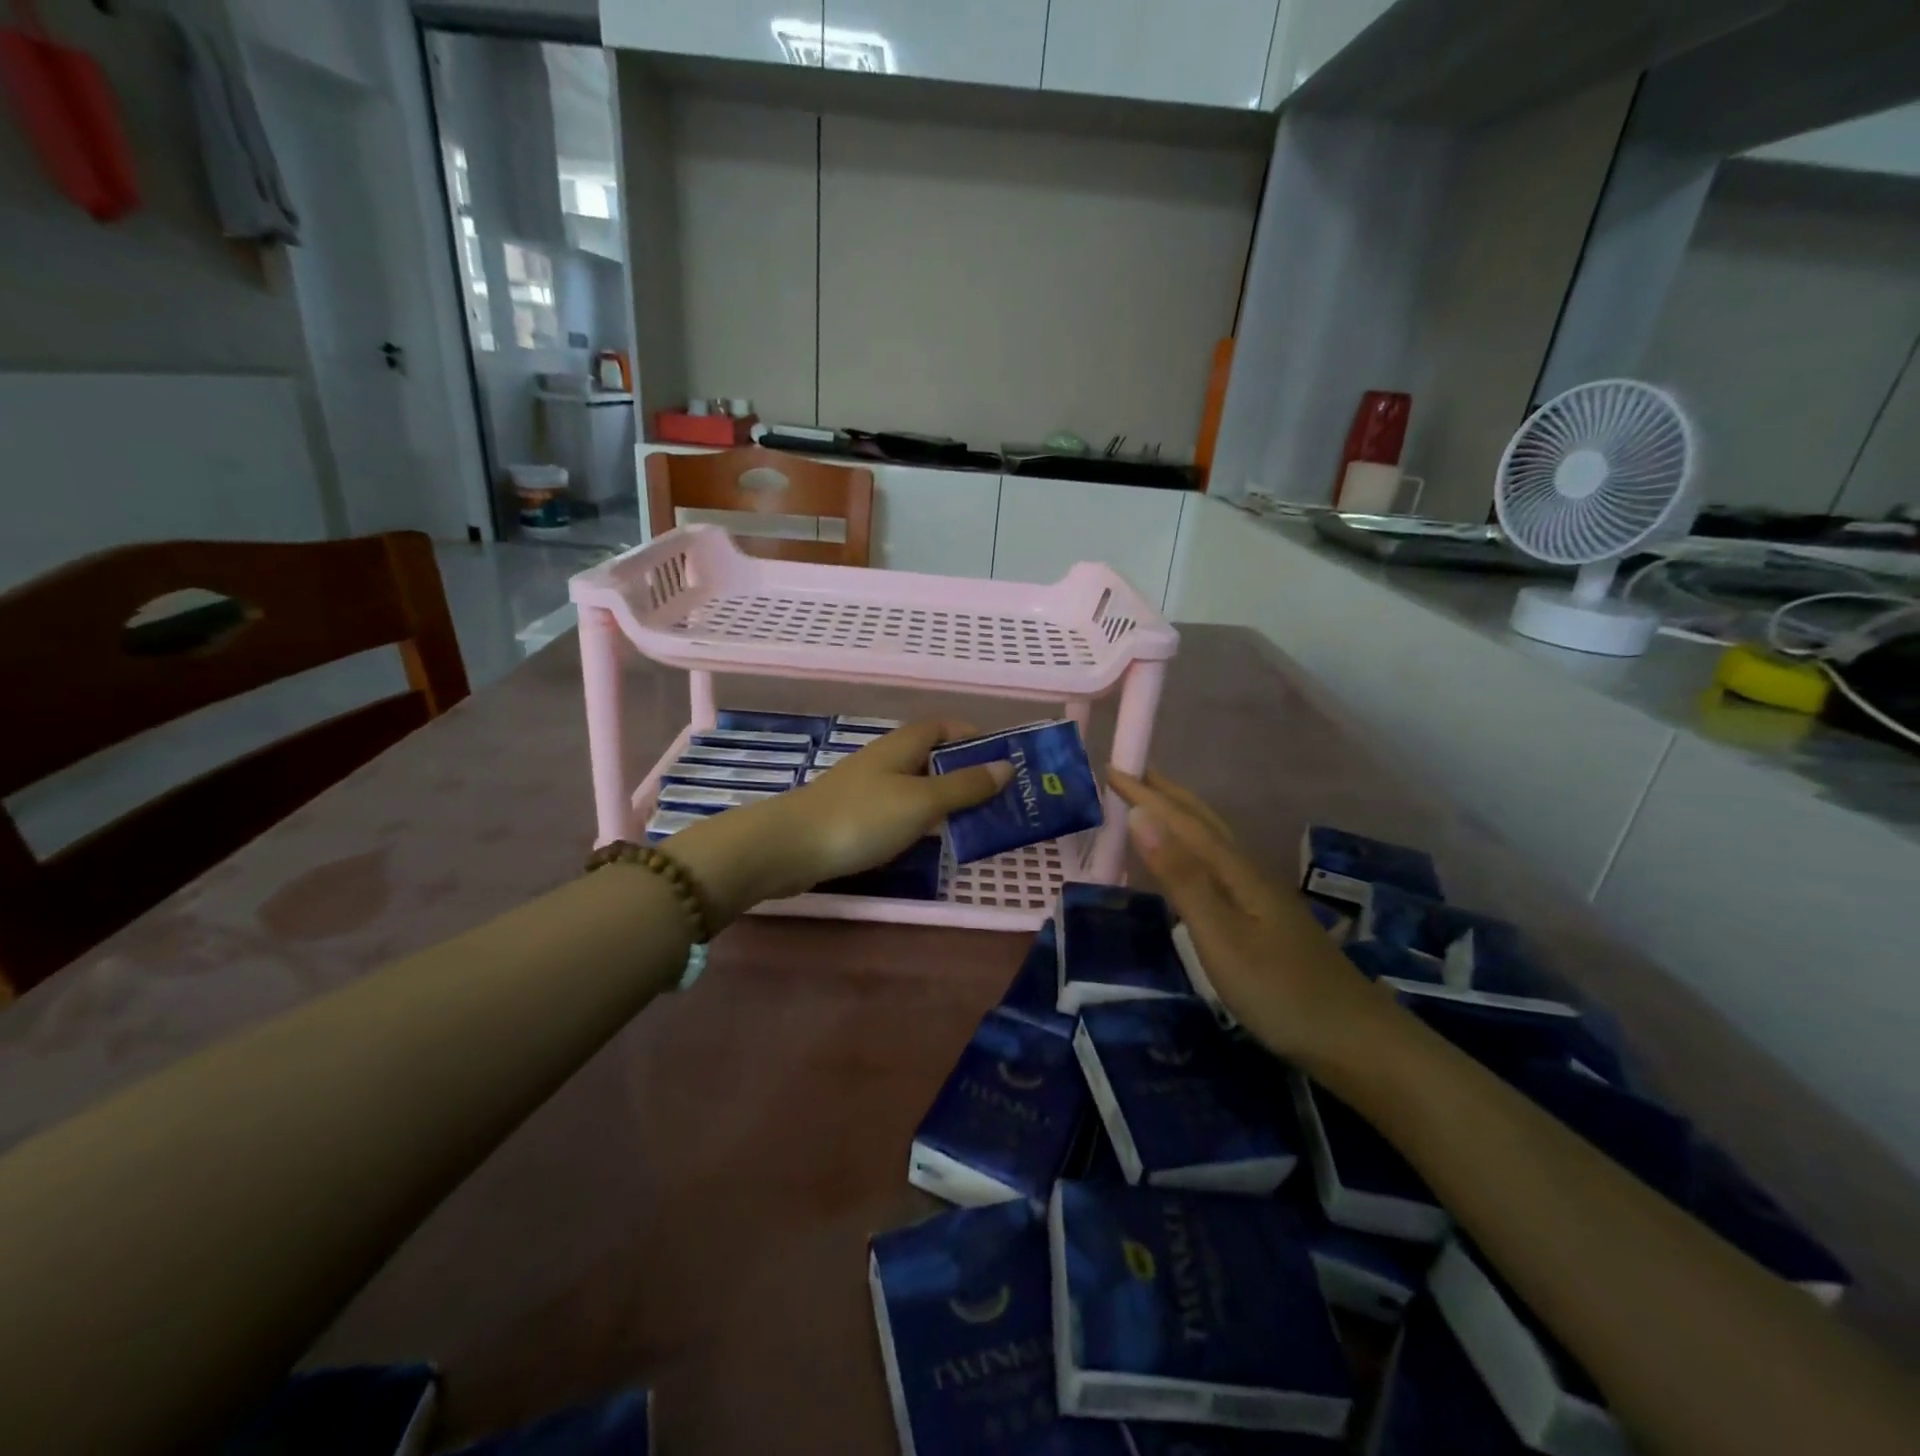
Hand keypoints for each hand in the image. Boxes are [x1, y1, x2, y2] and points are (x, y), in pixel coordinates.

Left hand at [666, 723, 1009, 925]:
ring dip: (945, 798)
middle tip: (1000, 797)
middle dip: (965, 771)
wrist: (789, 848)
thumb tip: (1005, 766)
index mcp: (902, 745)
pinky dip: (921, 818)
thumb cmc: (862, 818)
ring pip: (916, 785)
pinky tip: (931, 839)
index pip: (943, 727)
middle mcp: (885, 760)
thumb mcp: (921, 801)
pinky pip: (899, 809)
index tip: (1002, 759)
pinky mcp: (855, 816)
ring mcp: (867, 789)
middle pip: (932, 756)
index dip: (972, 736)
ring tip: (977, 821)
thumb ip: (964, 786)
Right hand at [1109, 768, 1395, 1068]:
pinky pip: (1218, 864)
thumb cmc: (1280, 992)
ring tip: (1155, 806)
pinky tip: (1193, 865)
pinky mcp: (1266, 919)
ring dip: (1182, 816)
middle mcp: (1248, 873)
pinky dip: (1195, 847)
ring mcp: (1262, 896)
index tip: (1112, 769)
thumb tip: (1141, 816)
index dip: (1146, 795)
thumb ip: (1181, 877)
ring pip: (1215, 840)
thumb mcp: (1220, 936)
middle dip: (1166, 794)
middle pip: (1204, 821)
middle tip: (1132, 774)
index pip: (1182, 821)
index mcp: (1235, 871)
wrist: (1356, 1041)